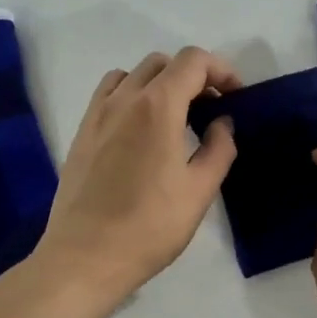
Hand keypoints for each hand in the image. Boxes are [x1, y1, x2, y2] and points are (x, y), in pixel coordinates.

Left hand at [35, 48, 238, 305]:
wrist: (86, 257)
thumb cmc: (150, 226)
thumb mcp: (200, 190)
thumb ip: (218, 148)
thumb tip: (222, 123)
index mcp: (158, 107)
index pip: (193, 61)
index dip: (221, 71)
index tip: (235, 98)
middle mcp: (124, 99)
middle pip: (162, 63)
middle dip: (193, 76)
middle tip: (211, 109)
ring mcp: (97, 114)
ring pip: (132, 74)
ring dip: (160, 83)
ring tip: (175, 117)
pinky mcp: (81, 133)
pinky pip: (108, 94)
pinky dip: (131, 95)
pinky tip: (141, 130)